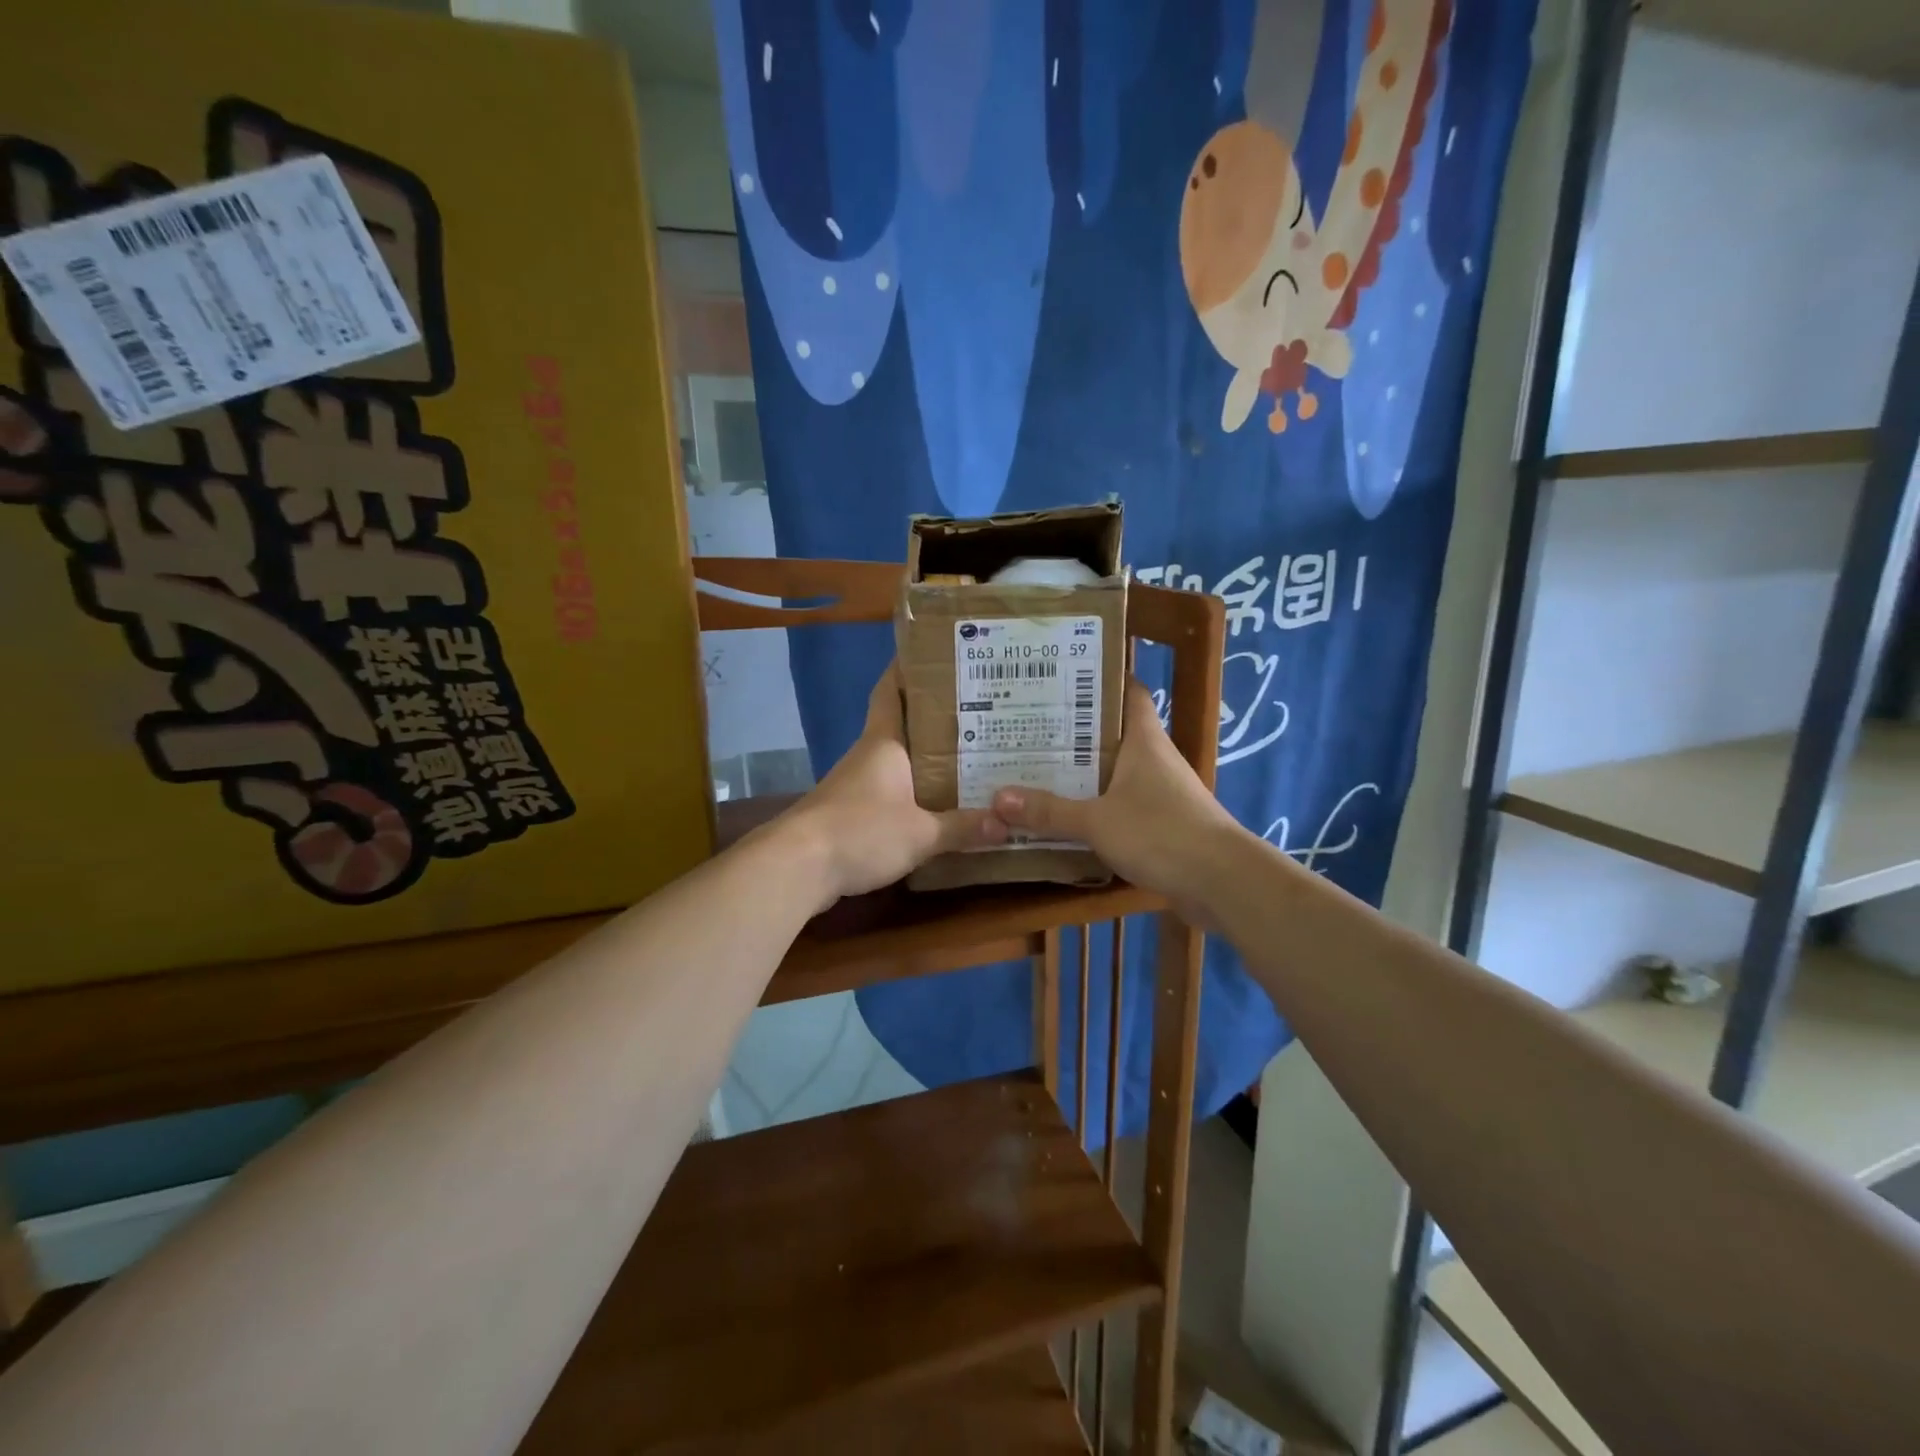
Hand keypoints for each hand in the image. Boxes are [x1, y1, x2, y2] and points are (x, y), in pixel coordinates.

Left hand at [778, 664, 1006, 910]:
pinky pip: (889, 792)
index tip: (935, 655)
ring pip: (897, 761)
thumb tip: (1006, 822)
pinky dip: (913, 793)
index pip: (891, 690)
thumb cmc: (860, 831)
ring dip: (926, 759)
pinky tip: (937, 807)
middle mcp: (868, 755)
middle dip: (935, 719)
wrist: (797, 867)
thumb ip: (962, 827)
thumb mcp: (921, 833)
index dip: (907, 669)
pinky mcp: (848, 813)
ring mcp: (854, 784)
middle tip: (979, 714)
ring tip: (969, 759)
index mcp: (883, 742)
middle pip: (901, 725)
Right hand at [991, 679, 1244, 916]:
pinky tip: (1066, 815)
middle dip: (1074, 729)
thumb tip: (998, 798)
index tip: (1060, 677)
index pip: (1128, 691)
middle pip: (1113, 732)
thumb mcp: (1097, 821)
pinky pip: (1121, 804)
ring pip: (1115, 771)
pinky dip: (1096, 805)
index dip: (1100, 679)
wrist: (1222, 882)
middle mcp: (1154, 758)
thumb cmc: (1161, 833)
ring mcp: (1161, 791)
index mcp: (1144, 739)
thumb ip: (1049, 811)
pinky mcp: (1162, 823)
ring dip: (1083, 771)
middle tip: (1029, 726)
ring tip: (1036, 767)